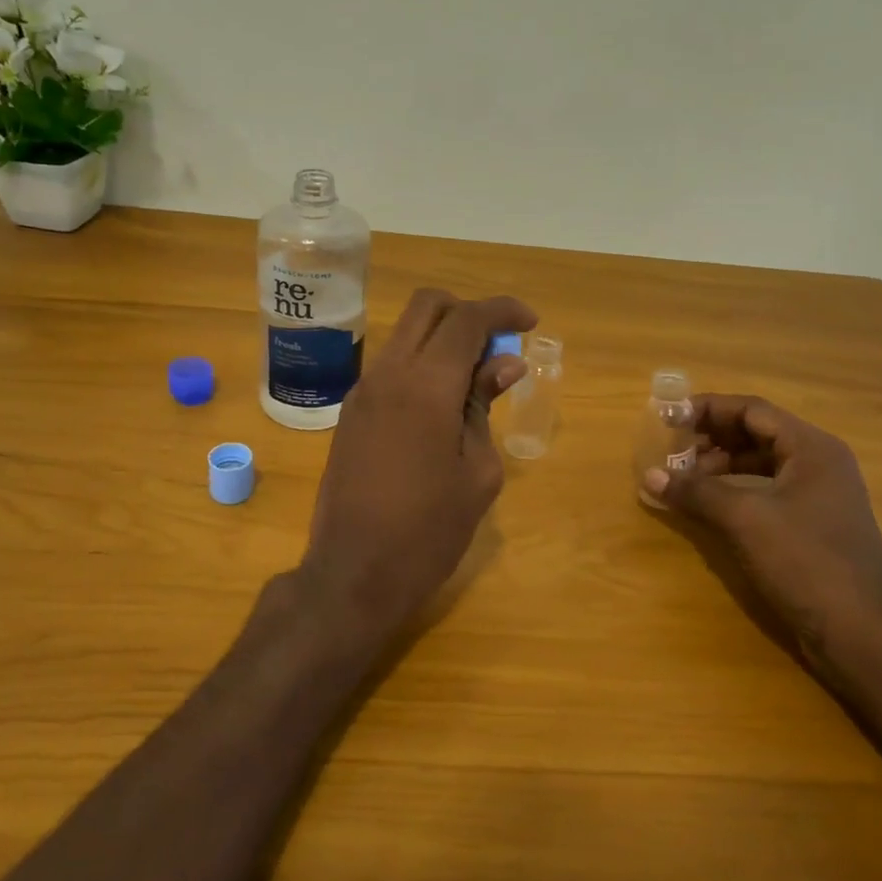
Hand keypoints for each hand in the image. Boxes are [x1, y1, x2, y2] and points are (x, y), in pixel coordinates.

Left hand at [278, 288, 535, 658]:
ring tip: (475, 378)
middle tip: (498, 344)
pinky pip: (391, 365)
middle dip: (467, 311)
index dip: (502, 311)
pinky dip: (421, 362)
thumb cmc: (429, 531)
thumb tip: (503, 364)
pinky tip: (442, 402)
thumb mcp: (478, 472)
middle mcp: (387, 374)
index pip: (466, 319)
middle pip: (427, 306)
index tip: (530, 322)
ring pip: (405, 333)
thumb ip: (485, 406)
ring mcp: (362, 391)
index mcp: (425, 385)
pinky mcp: (351, 412)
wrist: (353, 574)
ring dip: (442, 337)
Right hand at [641, 395, 881, 664]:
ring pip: (760, 463)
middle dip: (710, 437)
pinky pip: (765, 490)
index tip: (668, 417)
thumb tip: (649, 476)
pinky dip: (734, 490)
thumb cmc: (806, 561)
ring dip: (719, 465)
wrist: (862, 634)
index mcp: (811, 448)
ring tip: (682, 478)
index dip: (708, 409)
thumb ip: (696, 491)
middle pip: (756, 434)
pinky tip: (707, 505)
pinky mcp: (811, 525)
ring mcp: (818, 495)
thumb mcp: (744, 520)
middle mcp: (818, 463)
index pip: (752, 410)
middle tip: (670, 448)